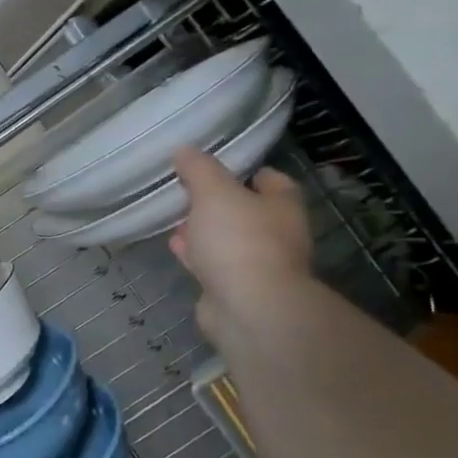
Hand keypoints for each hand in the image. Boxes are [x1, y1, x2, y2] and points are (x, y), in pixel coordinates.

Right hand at [169, 148, 312, 344]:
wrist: (249, 308)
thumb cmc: (239, 240)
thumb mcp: (214, 193)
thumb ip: (199, 169)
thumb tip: (184, 149)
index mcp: (282, 206)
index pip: (271, 180)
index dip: (246, 171)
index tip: (215, 166)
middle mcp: (277, 234)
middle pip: (247, 210)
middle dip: (218, 203)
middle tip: (187, 192)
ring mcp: (258, 264)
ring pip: (228, 239)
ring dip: (204, 230)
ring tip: (175, 218)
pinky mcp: (236, 289)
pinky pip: (214, 264)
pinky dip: (197, 254)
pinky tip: (176, 247)